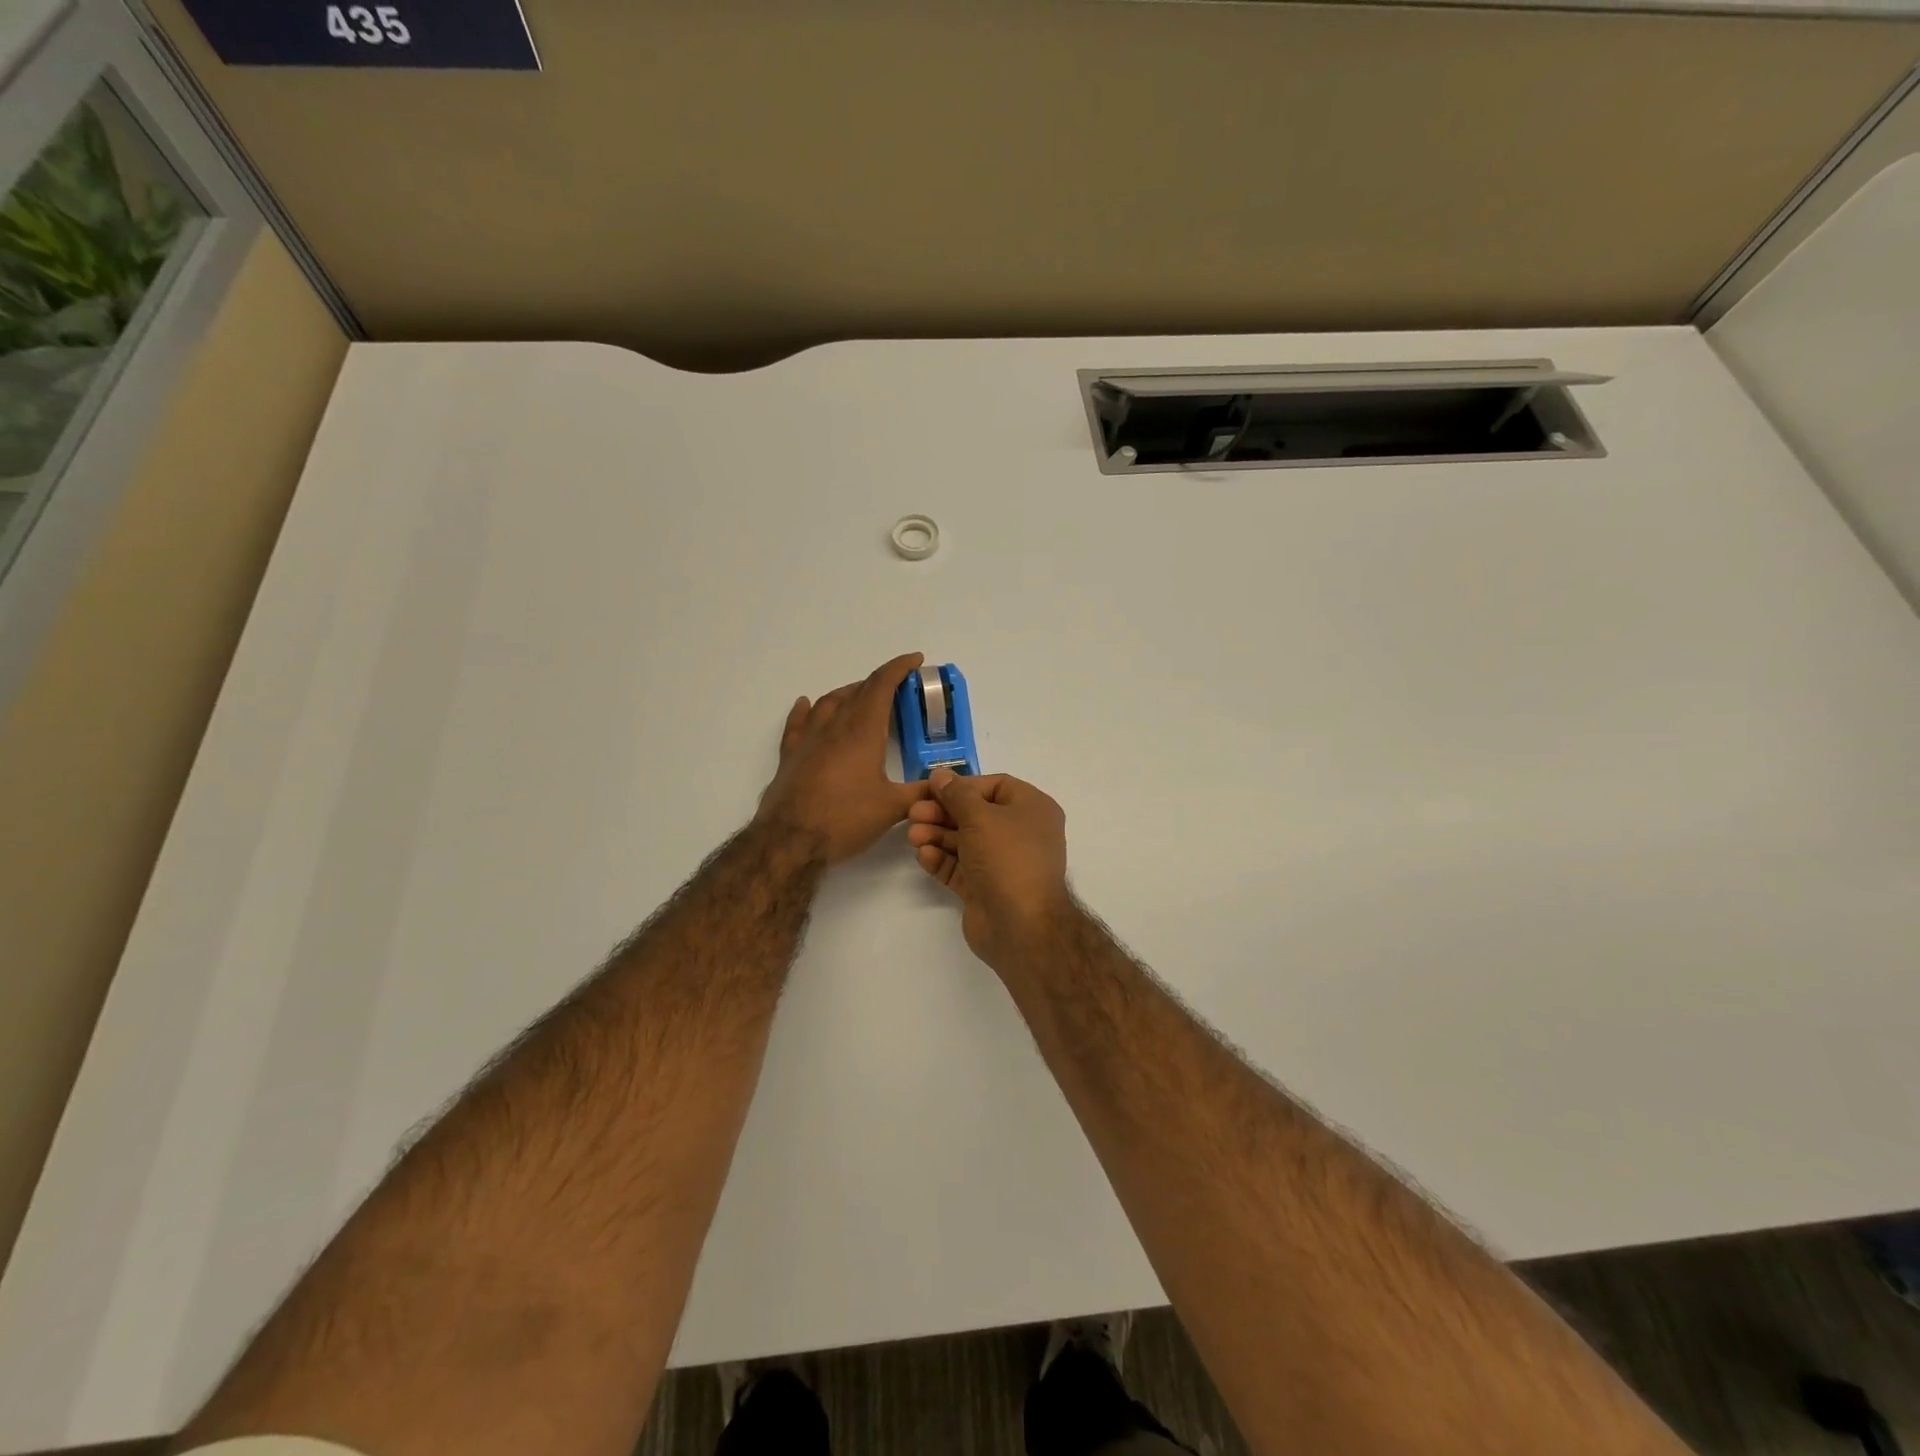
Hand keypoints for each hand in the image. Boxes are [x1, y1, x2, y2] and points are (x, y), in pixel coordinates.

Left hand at [754, 653, 929, 865]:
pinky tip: (806, 704)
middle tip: (897, 687)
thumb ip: (921, 793)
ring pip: (829, 702)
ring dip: (848, 692)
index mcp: (863, 731)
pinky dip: (806, 709)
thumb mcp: (892, 808)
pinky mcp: (791, 755)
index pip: (882, 686)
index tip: (915, 660)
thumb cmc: (845, 819)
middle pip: (858, 691)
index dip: (899, 668)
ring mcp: (809, 739)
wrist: (790, 840)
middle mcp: (835, 726)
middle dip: (880, 683)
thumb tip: (945, 787)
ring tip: (861, 695)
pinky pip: (798, 722)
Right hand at [906, 770, 1073, 973]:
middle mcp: (1020, 833)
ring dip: (937, 835)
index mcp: (1032, 809)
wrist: (1021, 925)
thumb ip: (956, 794)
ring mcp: (1003, 863)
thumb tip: (940, 774)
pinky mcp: (985, 888)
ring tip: (913, 835)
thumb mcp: (980, 817)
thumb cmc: (1007, 857)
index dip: (963, 786)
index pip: (995, 786)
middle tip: (913, 813)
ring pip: (965, 841)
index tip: (933, 789)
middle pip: (975, 814)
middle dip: (943, 812)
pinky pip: (961, 867)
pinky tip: (923, 855)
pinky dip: (942, 859)